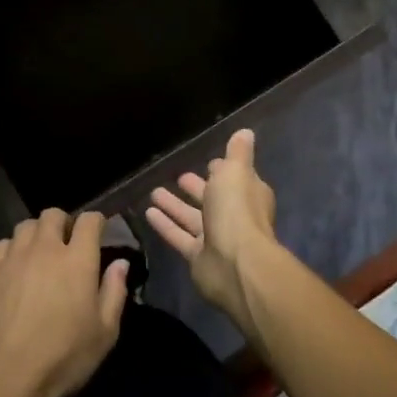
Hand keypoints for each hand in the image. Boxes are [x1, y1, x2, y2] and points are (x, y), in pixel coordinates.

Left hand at [0, 208, 129, 396]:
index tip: (98, 235)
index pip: (89, 220)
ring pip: (26, 226)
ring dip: (37, 234)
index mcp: (78, 260)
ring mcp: (14, 257)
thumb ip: (114, 292)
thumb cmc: (63, 357)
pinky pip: (2, 245)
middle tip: (67, 246)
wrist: (5, 376)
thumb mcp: (105, 333)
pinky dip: (11, 250)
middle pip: (53, 214)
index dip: (96, 223)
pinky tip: (13, 269)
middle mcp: (46, 248)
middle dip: (63, 224)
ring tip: (39, 255)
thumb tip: (120, 264)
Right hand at [146, 128, 277, 333]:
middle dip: (197, 188)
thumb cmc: (236, 210)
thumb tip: (245, 132)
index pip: (235, 179)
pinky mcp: (197, 256)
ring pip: (192, 218)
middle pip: (213, 199)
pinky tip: (148, 212)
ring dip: (175, 205)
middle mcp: (234, 216)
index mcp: (248, 194)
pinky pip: (179, 236)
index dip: (223, 171)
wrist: (235, 264)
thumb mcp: (236, 172)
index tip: (208, 162)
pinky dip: (165, 224)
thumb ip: (237, 153)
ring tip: (154, 191)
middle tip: (179, 177)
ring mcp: (216, 238)